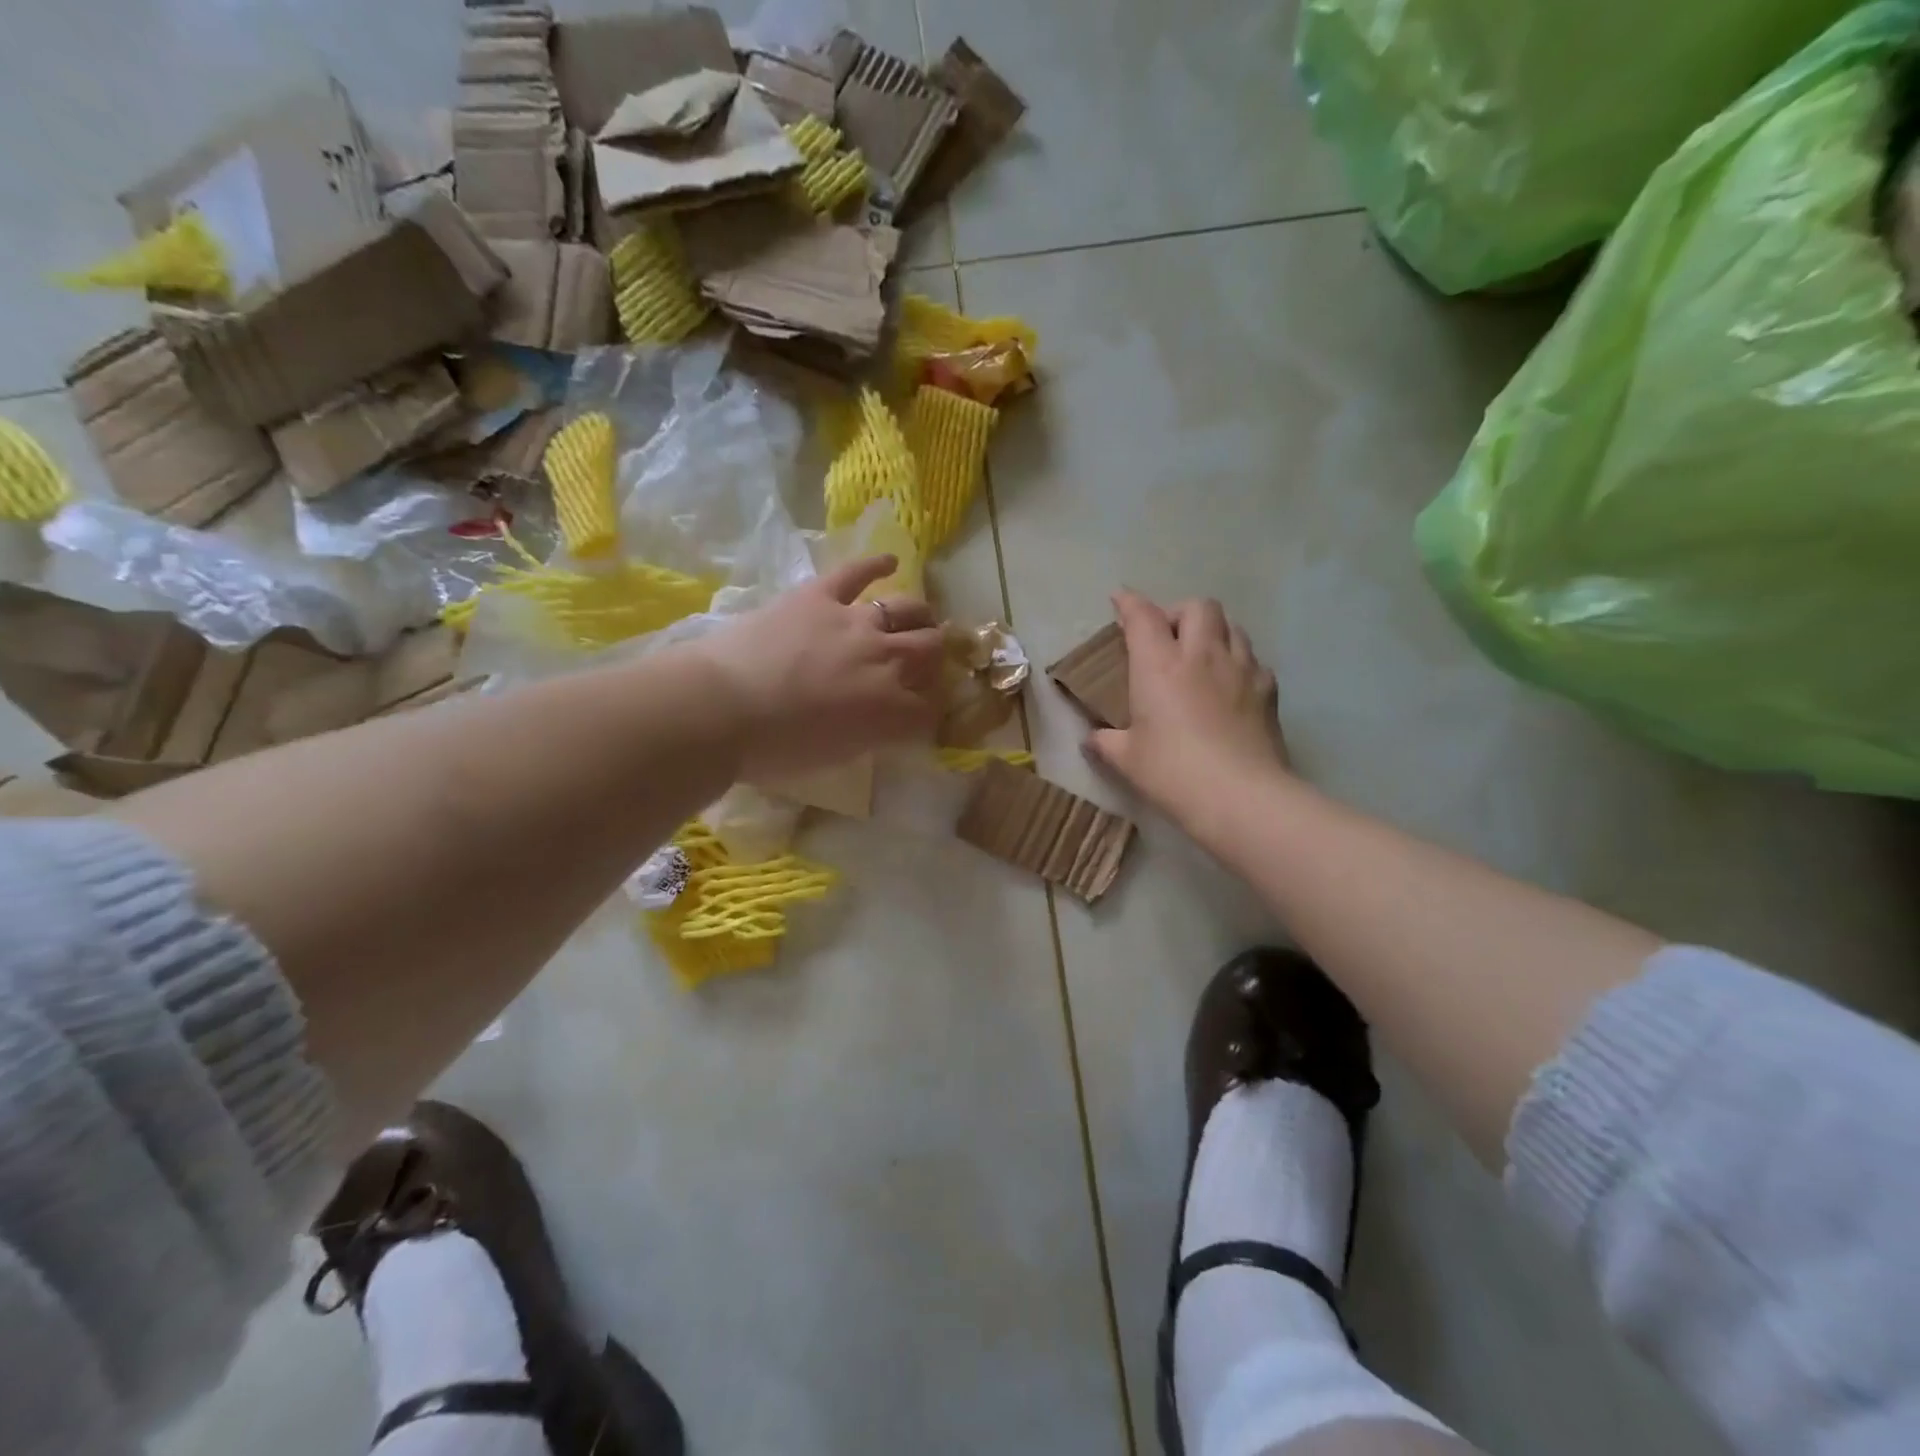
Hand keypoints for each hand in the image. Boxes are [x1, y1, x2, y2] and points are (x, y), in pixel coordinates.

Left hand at [699, 555, 943, 781]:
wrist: (721, 708)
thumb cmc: (772, 749)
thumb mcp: (835, 757)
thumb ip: (869, 736)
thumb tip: (880, 723)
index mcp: (891, 710)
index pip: (932, 708)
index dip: (932, 711)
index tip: (923, 714)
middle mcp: (886, 660)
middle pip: (931, 650)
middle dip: (934, 658)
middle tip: (924, 662)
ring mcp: (856, 622)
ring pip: (908, 609)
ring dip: (920, 617)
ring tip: (919, 619)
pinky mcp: (820, 595)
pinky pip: (856, 572)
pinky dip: (876, 564)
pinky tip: (890, 562)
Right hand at [1085, 591, 1288, 831]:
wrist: (1240, 796)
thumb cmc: (1172, 772)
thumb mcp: (1126, 759)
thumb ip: (1106, 742)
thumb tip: (1092, 739)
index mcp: (1159, 665)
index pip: (1143, 616)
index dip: (1129, 603)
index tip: (1120, 599)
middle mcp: (1202, 655)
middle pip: (1197, 607)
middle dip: (1179, 612)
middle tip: (1167, 636)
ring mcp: (1241, 669)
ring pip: (1231, 626)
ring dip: (1212, 632)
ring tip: (1201, 655)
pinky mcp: (1268, 690)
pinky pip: (1253, 659)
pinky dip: (1238, 662)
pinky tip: (1230, 685)